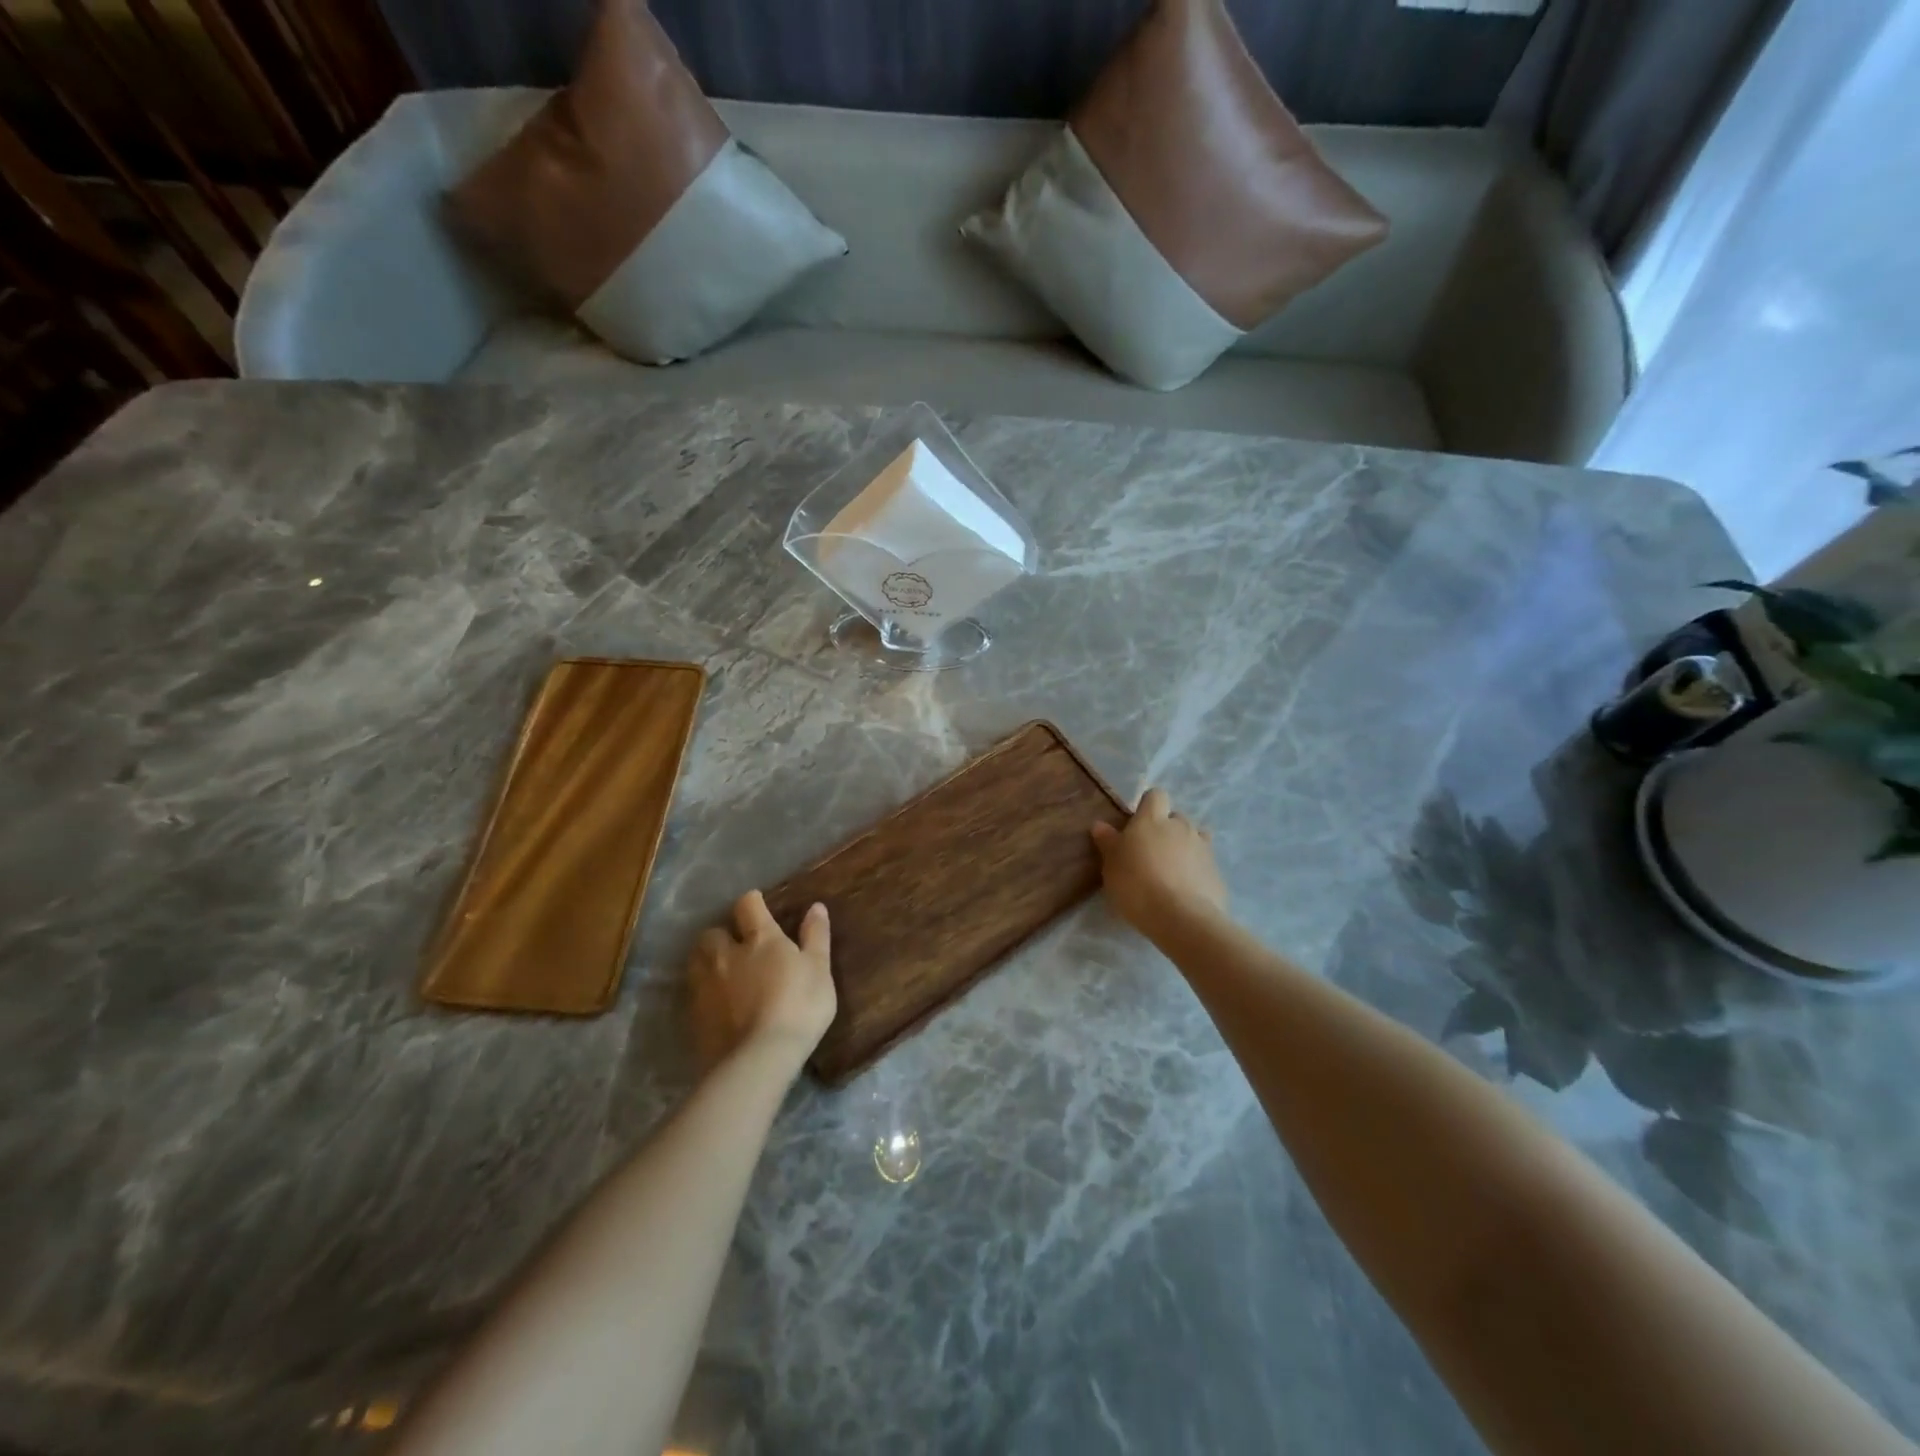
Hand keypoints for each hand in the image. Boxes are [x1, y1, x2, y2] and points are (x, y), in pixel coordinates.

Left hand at [689, 892, 835, 1071]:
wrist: (759, 1058)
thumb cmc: (799, 1007)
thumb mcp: (819, 970)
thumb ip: (816, 937)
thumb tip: (816, 906)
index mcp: (760, 939)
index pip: (748, 906)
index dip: (752, 902)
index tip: (757, 904)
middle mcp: (727, 955)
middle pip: (712, 933)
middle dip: (721, 934)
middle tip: (735, 944)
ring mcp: (706, 986)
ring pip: (696, 961)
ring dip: (706, 960)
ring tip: (720, 971)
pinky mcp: (695, 1016)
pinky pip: (694, 994)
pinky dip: (704, 993)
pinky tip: (716, 1004)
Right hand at [1091, 788, 1228, 935]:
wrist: (1181, 918)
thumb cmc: (1136, 885)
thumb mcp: (1112, 865)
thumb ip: (1108, 842)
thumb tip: (1100, 825)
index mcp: (1152, 820)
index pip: (1155, 795)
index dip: (1148, 807)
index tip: (1138, 825)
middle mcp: (1181, 826)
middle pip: (1176, 818)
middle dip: (1167, 830)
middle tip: (1152, 853)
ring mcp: (1203, 848)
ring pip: (1195, 838)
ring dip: (1184, 848)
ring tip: (1172, 871)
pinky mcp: (1217, 872)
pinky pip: (1204, 863)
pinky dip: (1196, 871)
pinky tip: (1186, 891)